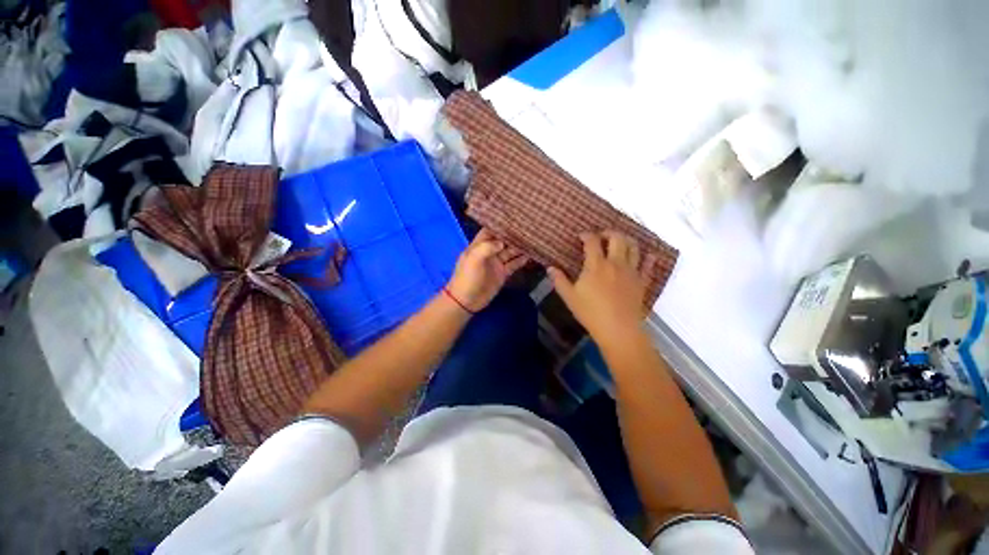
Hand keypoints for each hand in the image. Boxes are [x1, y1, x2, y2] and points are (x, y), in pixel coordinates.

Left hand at [447, 228, 528, 312]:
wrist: (466, 301)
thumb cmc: (467, 277)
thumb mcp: (474, 259)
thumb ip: (487, 247)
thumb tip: (502, 243)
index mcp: (478, 246)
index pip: (490, 231)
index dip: (500, 225)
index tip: (513, 219)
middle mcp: (489, 252)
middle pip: (503, 241)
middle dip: (513, 235)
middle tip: (528, 228)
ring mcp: (496, 263)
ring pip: (510, 252)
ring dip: (520, 247)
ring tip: (532, 240)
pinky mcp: (502, 274)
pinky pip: (514, 264)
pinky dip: (521, 260)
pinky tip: (531, 255)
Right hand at [548, 231, 655, 349]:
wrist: (618, 329)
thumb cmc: (591, 313)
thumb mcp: (569, 297)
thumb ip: (559, 280)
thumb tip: (550, 268)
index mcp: (596, 265)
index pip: (592, 242)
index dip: (586, 235)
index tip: (581, 236)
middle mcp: (615, 263)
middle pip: (617, 238)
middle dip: (609, 232)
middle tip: (602, 236)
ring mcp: (631, 271)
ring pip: (634, 247)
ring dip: (627, 240)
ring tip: (620, 243)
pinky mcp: (642, 281)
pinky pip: (649, 265)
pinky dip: (649, 258)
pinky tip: (648, 255)